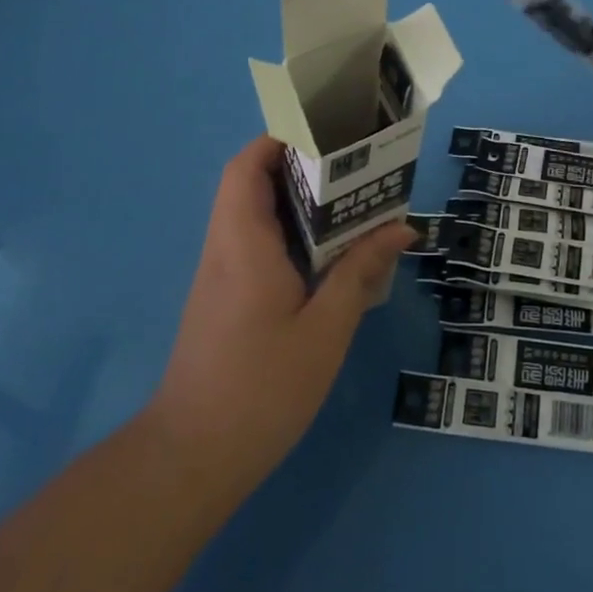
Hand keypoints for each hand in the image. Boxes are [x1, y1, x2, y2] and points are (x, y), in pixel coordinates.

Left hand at [150, 136, 415, 501]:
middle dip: (296, 166)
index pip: (245, 169)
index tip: (322, 133)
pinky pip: (255, 246)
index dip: (277, 140)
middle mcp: (225, 250)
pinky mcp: (224, 301)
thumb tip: (401, 227)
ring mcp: (220, 277)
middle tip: (351, 166)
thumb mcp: (325, 330)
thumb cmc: (261, 389)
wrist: (191, 458)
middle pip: (249, 185)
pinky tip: (327, 255)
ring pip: (252, 216)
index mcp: (244, 245)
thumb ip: (360, 273)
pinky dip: (288, 234)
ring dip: (295, 201)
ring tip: (349, 202)